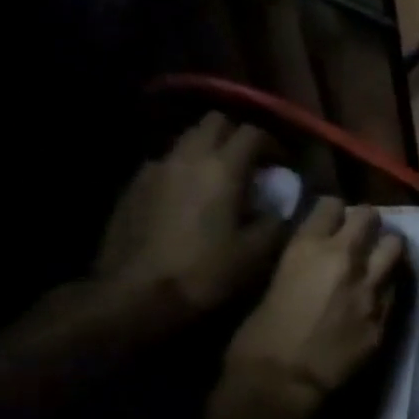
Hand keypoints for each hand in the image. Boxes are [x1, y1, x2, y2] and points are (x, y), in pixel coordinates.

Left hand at [95, 113, 280, 315]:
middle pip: (215, 122)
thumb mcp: (258, 252)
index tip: (284, 166)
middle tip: (252, 164)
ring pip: (187, 139)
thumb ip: (278, 219)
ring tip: (221, 180)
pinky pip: (166, 162)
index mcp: (222, 168)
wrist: (134, 297)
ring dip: (209, 150)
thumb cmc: (205, 272)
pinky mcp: (133, 186)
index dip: (274, 144)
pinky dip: (183, 169)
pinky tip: (189, 198)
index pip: (254, 132)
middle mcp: (187, 156)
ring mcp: (155, 168)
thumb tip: (285, 203)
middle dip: (237, 135)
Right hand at [224, 198, 404, 404]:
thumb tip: (312, 257)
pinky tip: (380, 294)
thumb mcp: (271, 284)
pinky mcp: (386, 315)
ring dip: (386, 249)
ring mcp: (371, 287)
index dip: (333, 211)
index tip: (332, 219)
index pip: (332, 204)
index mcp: (308, 247)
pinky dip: (389, 285)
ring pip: (395, 246)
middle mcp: (346, 258)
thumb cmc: (255, 339)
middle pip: (371, 217)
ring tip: (378, 258)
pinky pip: (396, 287)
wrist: (280, 386)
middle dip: (366, 223)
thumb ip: (299, 263)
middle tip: (360, 235)